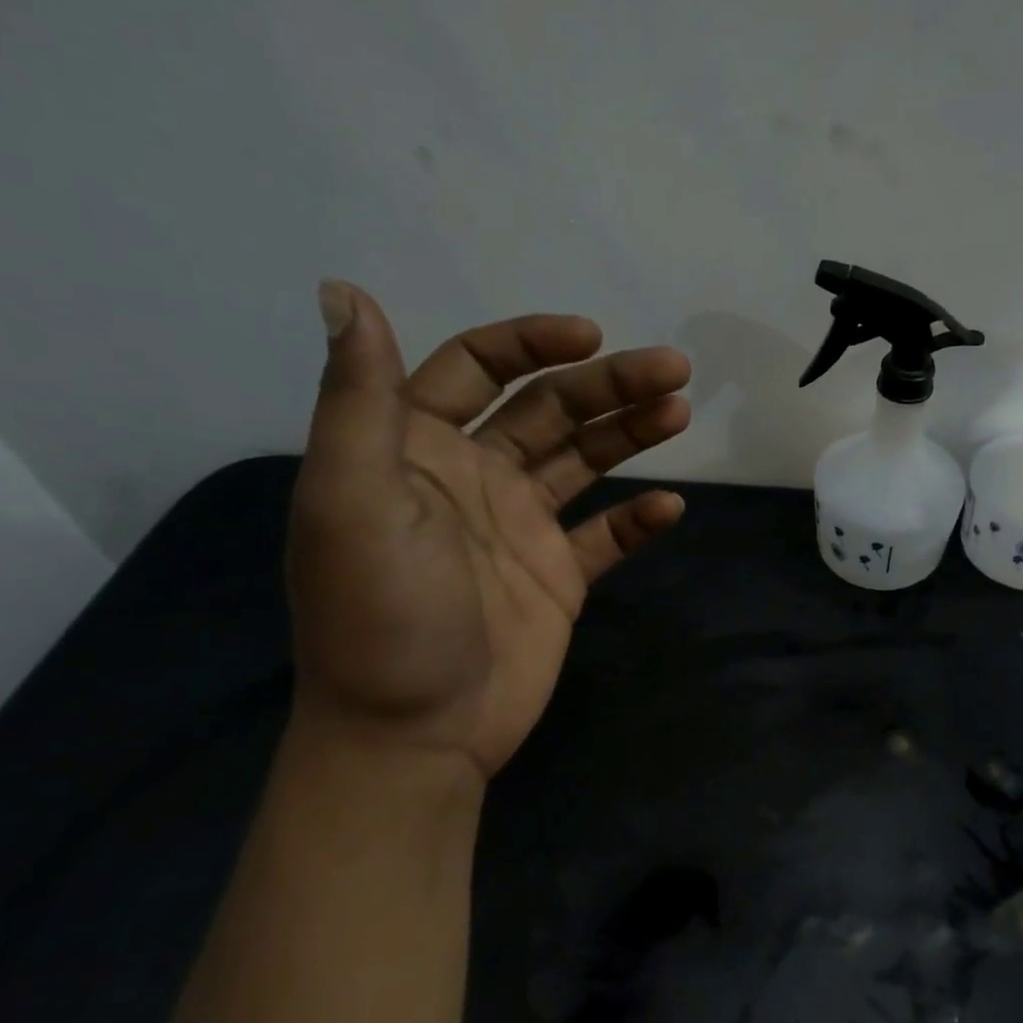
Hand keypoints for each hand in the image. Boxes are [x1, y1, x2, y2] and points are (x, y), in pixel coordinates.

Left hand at [286, 281, 691, 783]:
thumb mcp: (352, 498)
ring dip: (633, 433)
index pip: (478, 368)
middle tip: (674, 370)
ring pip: (586, 461)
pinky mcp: (560, 575)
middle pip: (550, 409)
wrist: (415, 732)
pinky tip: (670, 508)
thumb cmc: (379, 612)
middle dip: (609, 384)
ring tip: (680, 412)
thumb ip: (356, 399)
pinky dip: (639, 518)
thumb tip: (342, 290)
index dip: (533, 344)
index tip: (593, 337)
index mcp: (417, 448)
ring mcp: (523, 527)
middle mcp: (475, 476)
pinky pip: (607, 534)